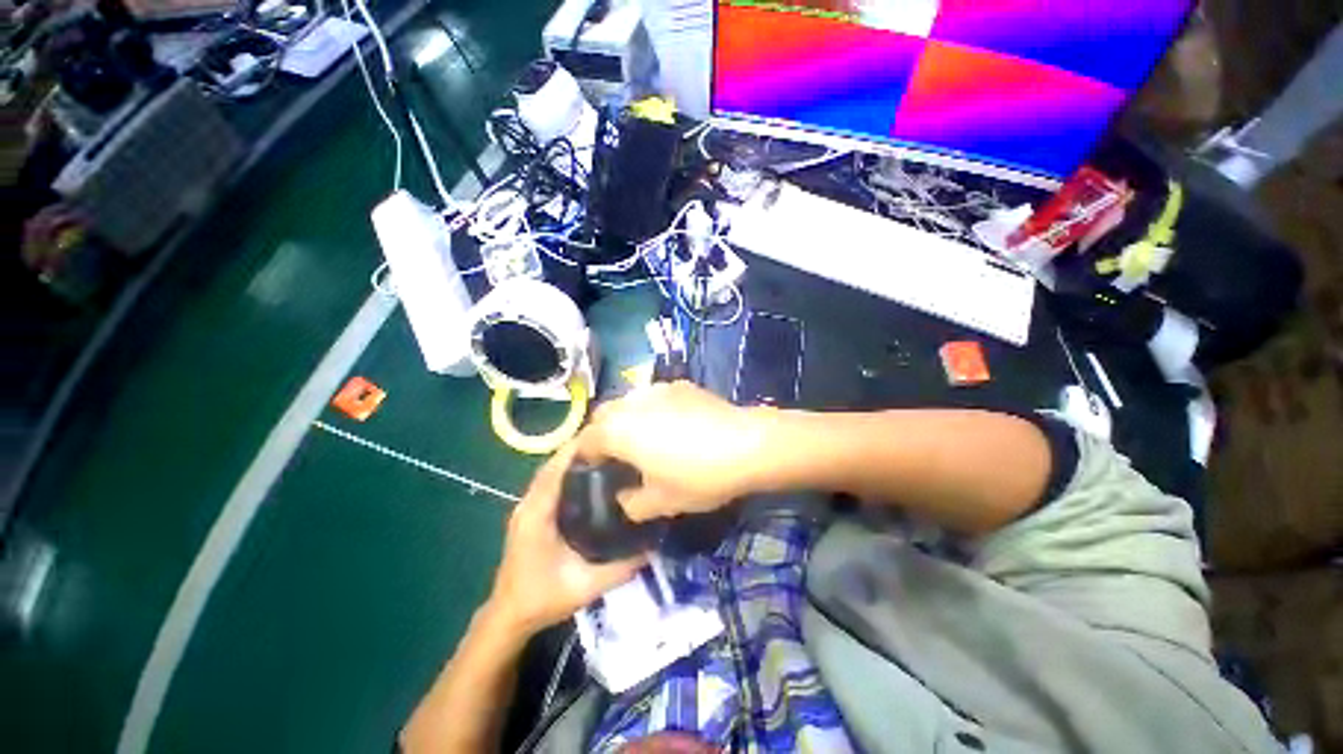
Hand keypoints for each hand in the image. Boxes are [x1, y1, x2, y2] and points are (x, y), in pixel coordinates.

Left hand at [486, 445, 645, 636]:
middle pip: (554, 465)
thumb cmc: (542, 599)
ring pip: (552, 472)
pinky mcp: (531, 513)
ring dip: (574, 460)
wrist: (509, 617)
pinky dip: (568, 473)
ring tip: (606, 454)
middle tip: (613, 443)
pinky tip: (590, 477)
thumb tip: (653, 547)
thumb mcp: (585, 586)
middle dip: (580, 450)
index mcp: (537, 513)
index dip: (578, 449)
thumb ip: (619, 569)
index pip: (556, 469)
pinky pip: (551, 483)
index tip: (606, 435)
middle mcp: (529, 503)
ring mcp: (528, 507)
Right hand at [577, 381, 769, 521]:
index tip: (596, 472)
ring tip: (644, 439)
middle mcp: (632, 402)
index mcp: (619, 430)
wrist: (748, 444)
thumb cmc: (699, 476)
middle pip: (603, 414)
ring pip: (628, 401)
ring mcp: (657, 389)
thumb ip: (631, 504)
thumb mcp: (661, 502)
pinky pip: (653, 396)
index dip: (586, 457)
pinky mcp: (681, 385)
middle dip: (603, 434)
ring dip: (626, 418)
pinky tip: (671, 425)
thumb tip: (624, 498)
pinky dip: (650, 409)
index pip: (586, 439)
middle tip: (618, 456)